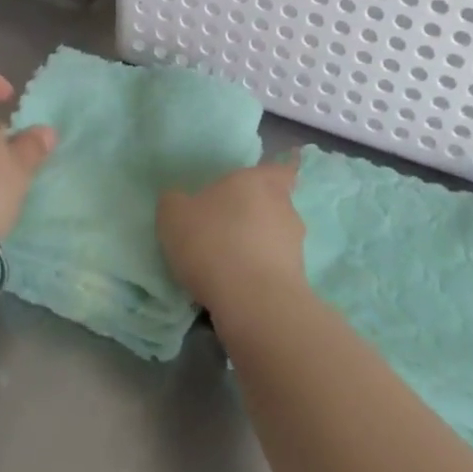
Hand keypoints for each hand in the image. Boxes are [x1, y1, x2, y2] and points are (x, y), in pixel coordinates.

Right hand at [156, 156, 307, 314]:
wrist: (253, 302)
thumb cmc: (213, 243)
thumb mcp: (174, 216)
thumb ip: (175, 202)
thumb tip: (179, 201)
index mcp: (257, 181)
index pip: (280, 168)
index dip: (279, 171)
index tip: (270, 179)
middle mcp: (283, 206)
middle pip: (276, 203)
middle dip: (259, 212)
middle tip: (232, 224)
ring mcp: (295, 244)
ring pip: (278, 237)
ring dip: (260, 245)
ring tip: (231, 262)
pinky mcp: (298, 280)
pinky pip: (277, 268)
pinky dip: (262, 273)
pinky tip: (238, 287)